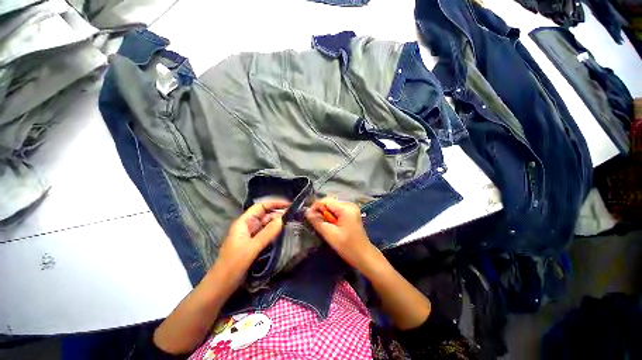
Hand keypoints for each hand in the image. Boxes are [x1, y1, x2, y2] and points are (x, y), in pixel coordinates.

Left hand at [215, 200, 289, 286]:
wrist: (221, 286)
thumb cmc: (233, 265)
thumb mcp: (252, 247)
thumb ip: (268, 232)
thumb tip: (283, 218)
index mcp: (244, 222)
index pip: (261, 206)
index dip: (275, 203)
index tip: (289, 205)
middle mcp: (248, 226)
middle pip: (265, 215)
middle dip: (279, 213)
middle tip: (295, 215)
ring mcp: (252, 236)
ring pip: (267, 225)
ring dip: (278, 223)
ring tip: (293, 222)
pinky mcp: (255, 244)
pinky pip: (267, 234)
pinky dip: (276, 232)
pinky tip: (285, 233)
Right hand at [305, 197, 377, 269]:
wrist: (364, 256)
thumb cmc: (348, 247)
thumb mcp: (330, 234)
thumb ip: (318, 221)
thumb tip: (307, 212)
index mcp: (346, 208)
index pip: (326, 201)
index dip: (315, 207)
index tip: (308, 217)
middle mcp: (349, 204)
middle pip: (329, 202)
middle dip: (320, 211)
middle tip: (314, 222)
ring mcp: (351, 208)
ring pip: (332, 206)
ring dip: (325, 214)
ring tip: (322, 225)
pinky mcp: (351, 213)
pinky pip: (337, 210)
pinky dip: (331, 216)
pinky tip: (330, 224)